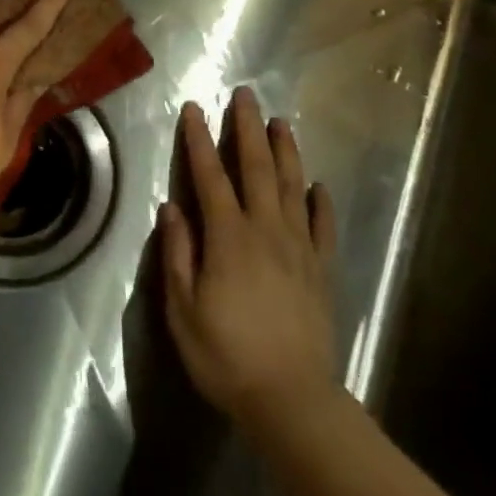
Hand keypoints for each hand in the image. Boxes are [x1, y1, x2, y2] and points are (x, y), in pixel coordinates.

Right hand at [159, 88, 339, 439]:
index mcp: (228, 237)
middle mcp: (266, 230)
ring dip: (286, 151)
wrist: (292, 401)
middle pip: (257, 168)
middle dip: (248, 128)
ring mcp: (298, 249)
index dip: (200, 140)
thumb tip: (172, 208)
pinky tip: (318, 184)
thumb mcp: (183, 310)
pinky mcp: (321, 271)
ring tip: (281, 121)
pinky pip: (323, 227)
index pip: (210, 176)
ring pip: (293, 187)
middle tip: (246, 95)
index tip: (194, 109)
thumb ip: (178, 254)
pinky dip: (321, 202)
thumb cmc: (226, 355)